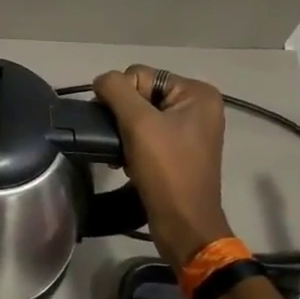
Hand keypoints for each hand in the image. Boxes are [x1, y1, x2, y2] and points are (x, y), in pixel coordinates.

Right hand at [93, 65, 232, 267]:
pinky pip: (147, 134)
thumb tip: (101, 80)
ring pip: (140, 115)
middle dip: (123, 117)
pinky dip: (133, 145)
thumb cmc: (166, 170)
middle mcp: (198, 105)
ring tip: (123, 155)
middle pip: (140, 93)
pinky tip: (128, 162)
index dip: (122, 97)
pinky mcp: (180, 149)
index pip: (140, 75)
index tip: (119, 127)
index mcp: (197, 93)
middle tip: (120, 142)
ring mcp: (190, 129)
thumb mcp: (138, 123)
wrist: (183, 224)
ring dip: (125, 133)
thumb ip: (116, 91)